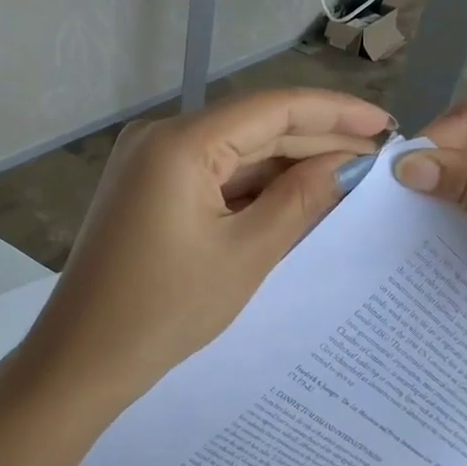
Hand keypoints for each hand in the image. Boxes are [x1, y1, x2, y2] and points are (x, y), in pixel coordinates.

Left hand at [17, 88, 390, 410]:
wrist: (82, 357)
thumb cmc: (165, 310)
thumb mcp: (245, 254)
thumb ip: (300, 199)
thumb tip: (348, 163)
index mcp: (181, 142)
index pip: (272, 107)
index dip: (333, 111)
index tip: (384, 123)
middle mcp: (161, 137)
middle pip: (253, 127)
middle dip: (315, 140)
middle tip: (377, 156)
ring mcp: (149, 162)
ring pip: (234, 152)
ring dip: (286, 165)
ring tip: (349, 177)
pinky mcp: (147, 188)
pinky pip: (211, 175)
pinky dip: (252, 187)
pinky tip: (296, 195)